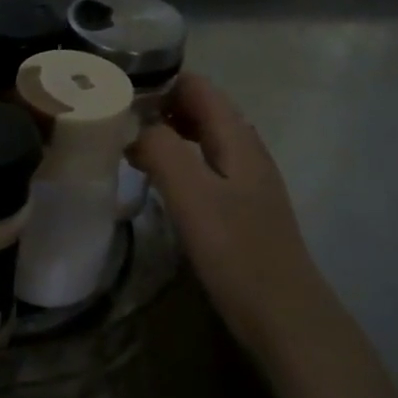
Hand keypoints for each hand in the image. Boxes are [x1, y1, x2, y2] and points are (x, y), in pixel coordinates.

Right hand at [130, 73, 327, 346]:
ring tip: (126, 147)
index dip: (160, 82)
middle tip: (114, 121)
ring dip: (166, 135)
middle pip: (201, 109)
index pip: (198, 86)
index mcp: (238, 138)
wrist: (283, 314)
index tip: (118, 94)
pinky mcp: (240, 207)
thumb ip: (162, 150)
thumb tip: (136, 128)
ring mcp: (246, 180)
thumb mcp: (192, 195)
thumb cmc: (236, 251)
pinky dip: (177, 162)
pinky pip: (204, 166)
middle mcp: (245, 150)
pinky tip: (156, 181)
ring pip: (202, 139)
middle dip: (159, 107)